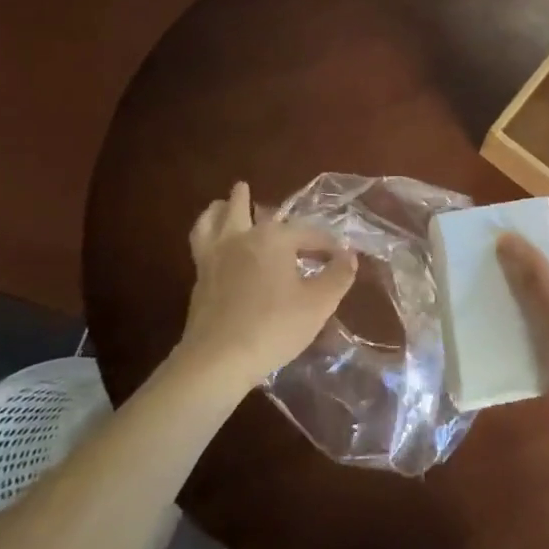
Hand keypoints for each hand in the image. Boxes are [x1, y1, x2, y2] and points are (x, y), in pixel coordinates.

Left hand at [172, 182, 356, 392]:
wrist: (218, 359)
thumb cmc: (274, 327)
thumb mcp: (319, 304)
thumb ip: (338, 276)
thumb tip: (349, 256)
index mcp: (273, 238)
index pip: (306, 233)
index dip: (326, 243)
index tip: (339, 256)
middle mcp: (240, 238)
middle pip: (240, 207)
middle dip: (246, 198)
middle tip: (246, 189)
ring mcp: (214, 257)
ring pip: (210, 221)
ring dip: (217, 210)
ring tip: (221, 207)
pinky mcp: (199, 279)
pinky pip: (200, 245)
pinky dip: (207, 235)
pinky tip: (215, 247)